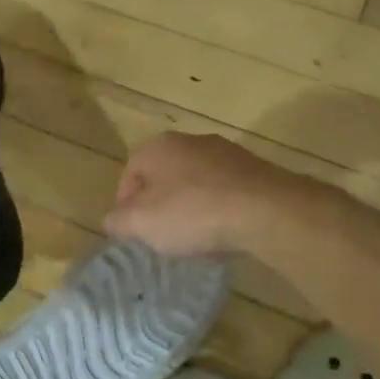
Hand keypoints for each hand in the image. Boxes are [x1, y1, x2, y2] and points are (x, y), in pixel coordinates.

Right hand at [104, 132, 288, 256]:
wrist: (266, 210)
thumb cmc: (192, 212)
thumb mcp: (141, 224)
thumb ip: (118, 221)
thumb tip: (113, 220)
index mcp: (156, 146)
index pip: (128, 175)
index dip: (126, 207)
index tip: (134, 233)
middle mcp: (190, 140)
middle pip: (163, 177)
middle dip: (160, 206)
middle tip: (163, 236)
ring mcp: (226, 152)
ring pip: (196, 183)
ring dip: (191, 208)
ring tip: (196, 239)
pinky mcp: (255, 169)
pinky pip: (226, 191)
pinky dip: (220, 210)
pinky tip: (224, 233)